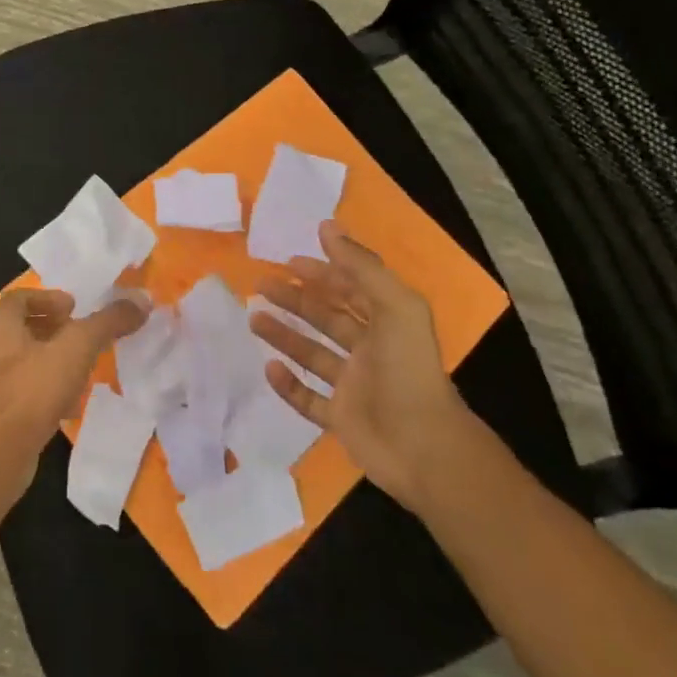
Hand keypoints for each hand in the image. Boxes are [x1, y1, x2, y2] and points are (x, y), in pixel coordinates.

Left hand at [0, 287, 148, 490]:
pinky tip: (72, 403)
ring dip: (54, 360)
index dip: (48, 298)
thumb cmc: (34, 388)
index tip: (74, 308)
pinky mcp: (0, 414)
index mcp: (0, 327)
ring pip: (26, 361)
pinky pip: (27, 392)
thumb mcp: (77, 347)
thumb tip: (142, 298)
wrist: (0, 453)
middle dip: (55, 329)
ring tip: (84, 367)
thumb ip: (108, 321)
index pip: (19, 297)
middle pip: (23, 329)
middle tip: (83, 335)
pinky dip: (50, 390)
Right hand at [248, 221, 472, 509]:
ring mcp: (354, 387)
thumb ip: (361, 267)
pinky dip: (288, 384)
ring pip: (313, 355)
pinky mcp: (341, 419)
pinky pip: (308, 398)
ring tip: (253, 318)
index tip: (289, 262)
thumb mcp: (394, 306)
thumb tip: (326, 228)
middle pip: (327, 319)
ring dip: (284, 336)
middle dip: (295, 300)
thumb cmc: (407, 370)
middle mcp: (370, 351)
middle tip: (260, 285)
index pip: (351, 291)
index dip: (323, 273)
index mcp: (387, 324)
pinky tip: (269, 368)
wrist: (423, 448)